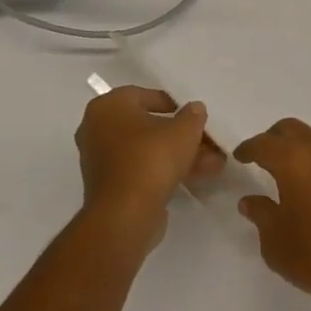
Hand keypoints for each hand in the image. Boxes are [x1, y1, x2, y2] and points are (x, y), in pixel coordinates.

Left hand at [76, 86, 222, 239]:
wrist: (125, 215)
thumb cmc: (151, 158)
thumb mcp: (184, 129)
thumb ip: (193, 115)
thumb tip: (195, 109)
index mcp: (108, 107)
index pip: (144, 95)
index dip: (173, 104)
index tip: (192, 116)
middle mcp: (97, 129)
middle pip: (148, 126)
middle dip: (181, 135)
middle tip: (207, 141)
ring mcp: (101, 160)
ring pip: (148, 150)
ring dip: (180, 154)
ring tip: (213, 163)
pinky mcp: (109, 186)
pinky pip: (141, 169)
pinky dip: (166, 170)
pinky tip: (196, 177)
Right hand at [233, 119, 310, 310]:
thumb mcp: (276, 242)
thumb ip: (261, 215)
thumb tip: (250, 201)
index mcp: (294, 162)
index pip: (264, 144)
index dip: (249, 148)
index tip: (240, 156)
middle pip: (293, 129)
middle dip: (274, 137)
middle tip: (263, 155)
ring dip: (301, 146)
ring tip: (291, 169)